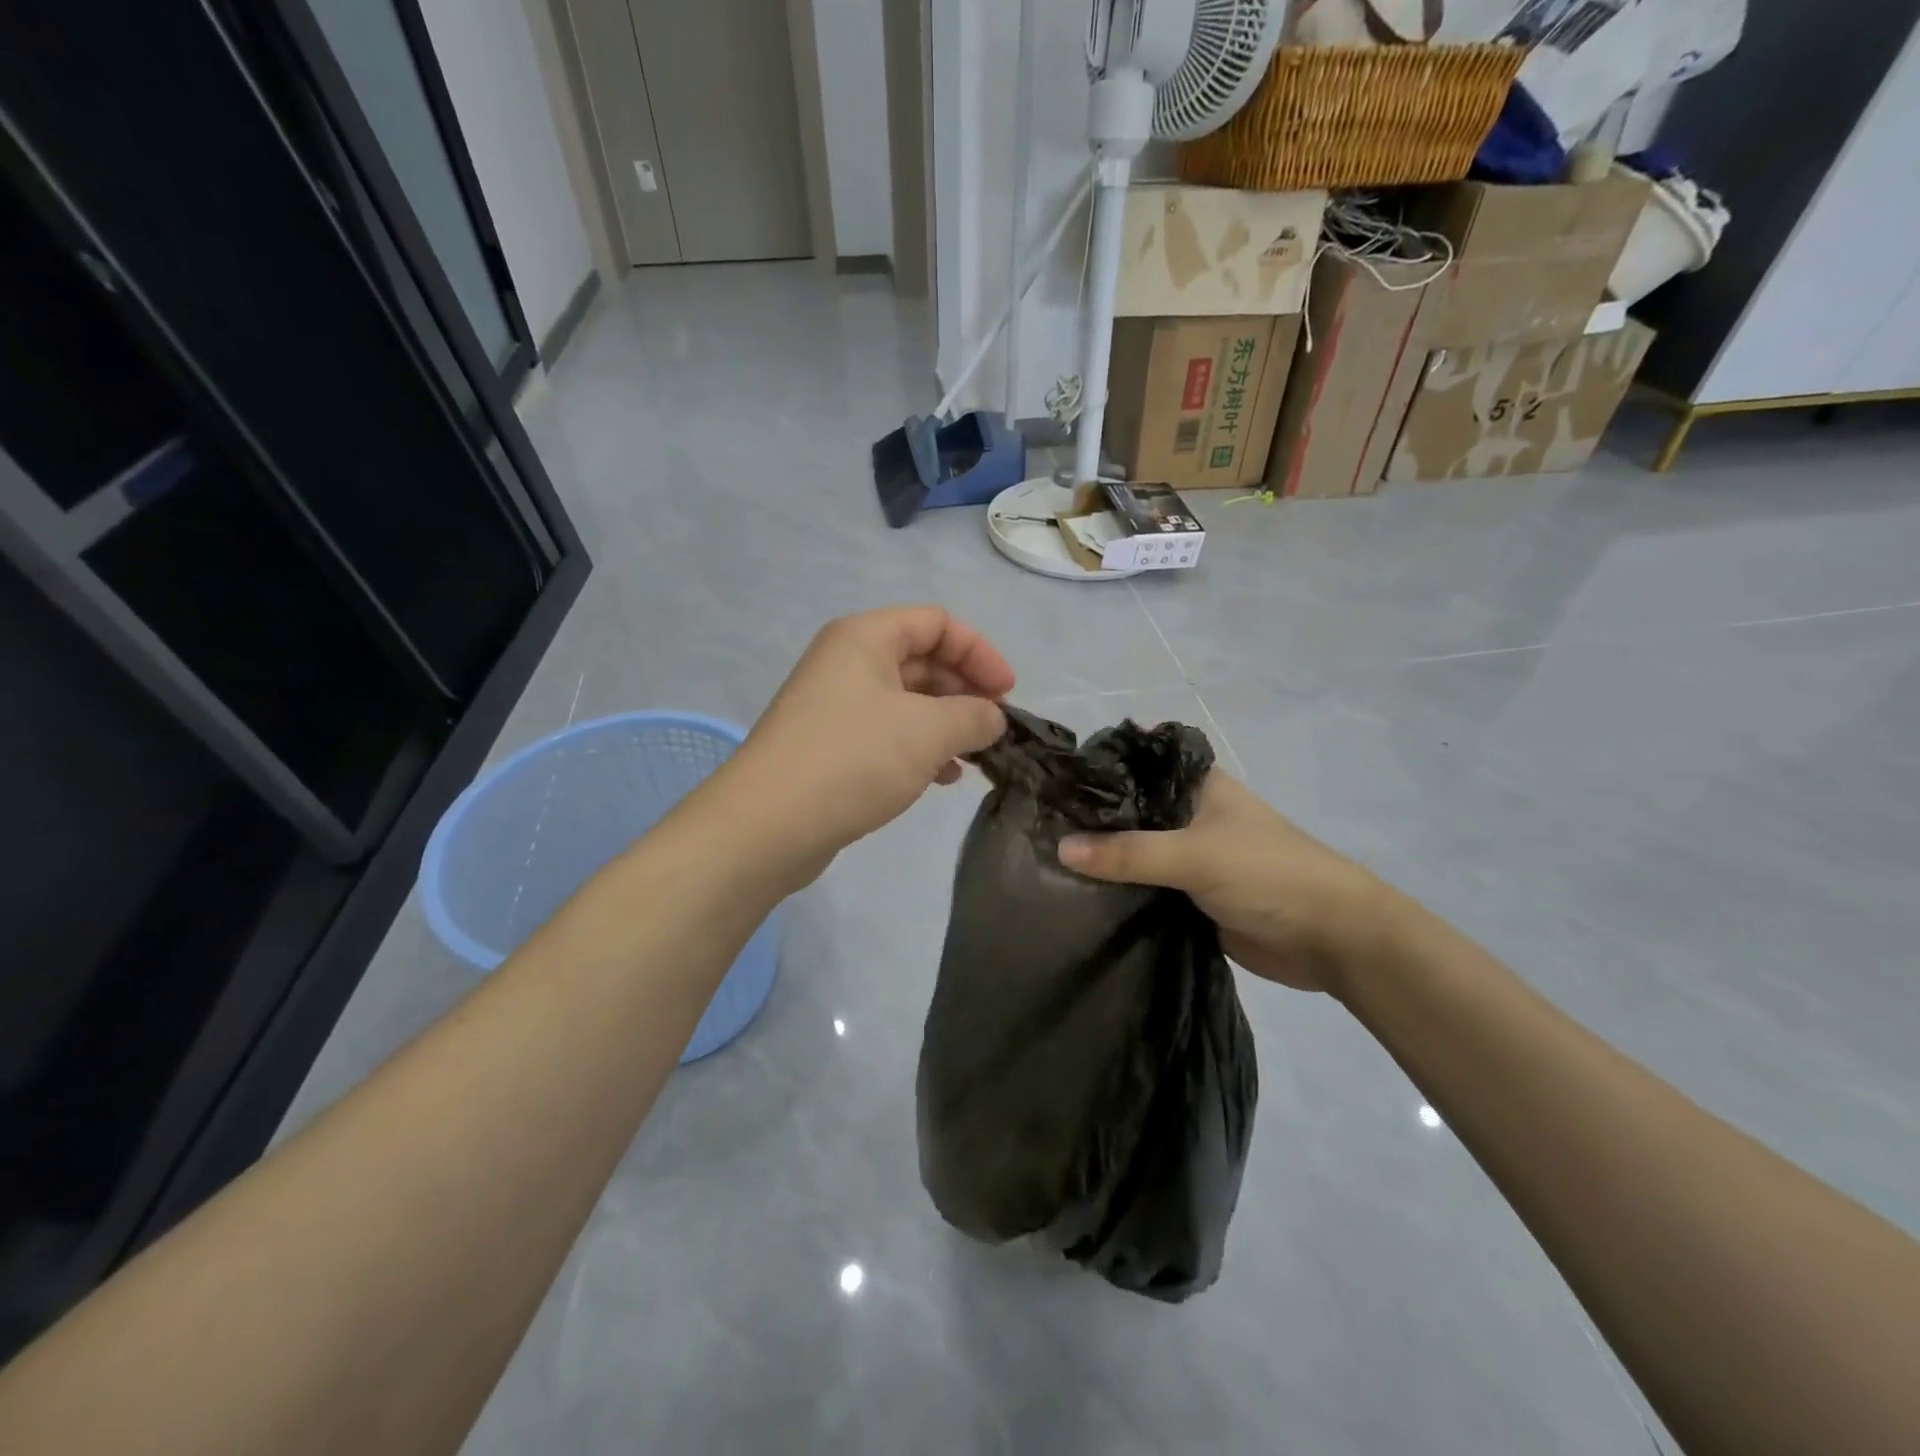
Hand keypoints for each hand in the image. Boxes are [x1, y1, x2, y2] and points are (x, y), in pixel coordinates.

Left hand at [727, 607, 1013, 884]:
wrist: (769, 825)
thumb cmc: (853, 759)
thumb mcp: (928, 731)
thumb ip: (974, 716)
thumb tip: (993, 718)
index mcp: (865, 637)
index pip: (937, 623)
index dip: (979, 652)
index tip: (1007, 694)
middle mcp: (847, 662)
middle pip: (922, 660)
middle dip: (965, 691)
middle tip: (994, 728)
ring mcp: (835, 706)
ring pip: (907, 701)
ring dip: (946, 723)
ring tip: (973, 757)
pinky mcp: (830, 746)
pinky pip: (888, 734)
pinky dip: (920, 748)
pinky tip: (942, 778)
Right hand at [1058, 773, 1386, 994]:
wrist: (1332, 939)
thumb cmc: (1269, 874)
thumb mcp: (1195, 855)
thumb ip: (1128, 853)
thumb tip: (1060, 847)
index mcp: (1197, 786)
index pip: (1136, 764)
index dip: (1097, 768)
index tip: (1049, 779)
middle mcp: (1189, 815)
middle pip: (1130, 810)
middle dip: (1091, 819)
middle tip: (1034, 823)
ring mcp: (1189, 857)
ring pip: (1134, 851)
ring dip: (1102, 858)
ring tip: (1041, 858)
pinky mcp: (1189, 896)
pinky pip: (1143, 887)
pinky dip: (1117, 890)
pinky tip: (1076, 896)